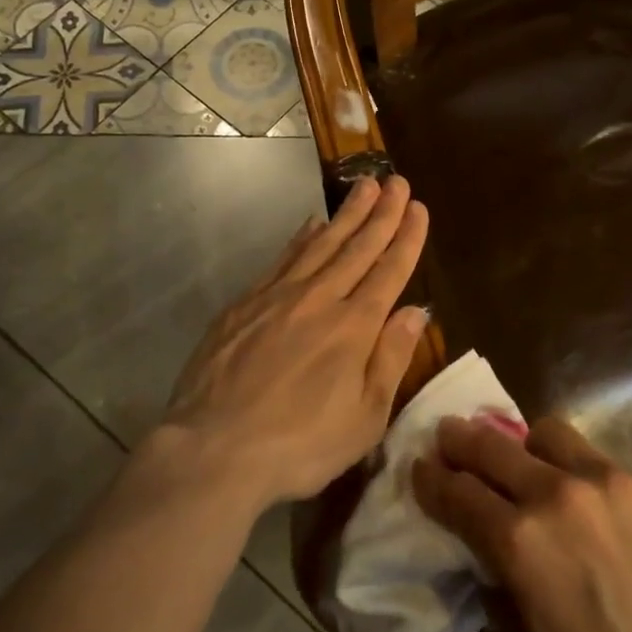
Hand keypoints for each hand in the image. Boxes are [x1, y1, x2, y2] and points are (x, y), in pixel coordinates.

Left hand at [160, 176, 429, 509]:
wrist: (213, 450)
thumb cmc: (299, 445)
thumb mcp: (364, 418)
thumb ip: (391, 358)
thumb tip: (416, 311)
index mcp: (355, 327)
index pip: (389, 270)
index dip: (406, 237)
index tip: (418, 207)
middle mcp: (321, 299)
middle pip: (358, 247)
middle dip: (382, 213)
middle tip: (396, 181)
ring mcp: (279, 296)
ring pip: (321, 243)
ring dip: (347, 214)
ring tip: (365, 186)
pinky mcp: (245, 303)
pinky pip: (283, 259)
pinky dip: (302, 237)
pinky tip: (312, 223)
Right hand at [411, 416, 631, 631]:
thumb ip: (500, 590)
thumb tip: (488, 557)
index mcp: (520, 542)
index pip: (456, 492)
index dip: (431, 478)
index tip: (420, 466)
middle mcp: (558, 494)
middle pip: (492, 446)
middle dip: (461, 439)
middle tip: (450, 434)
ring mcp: (611, 480)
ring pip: (550, 434)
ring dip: (528, 446)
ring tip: (531, 463)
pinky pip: (606, 466)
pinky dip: (591, 482)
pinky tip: (606, 515)